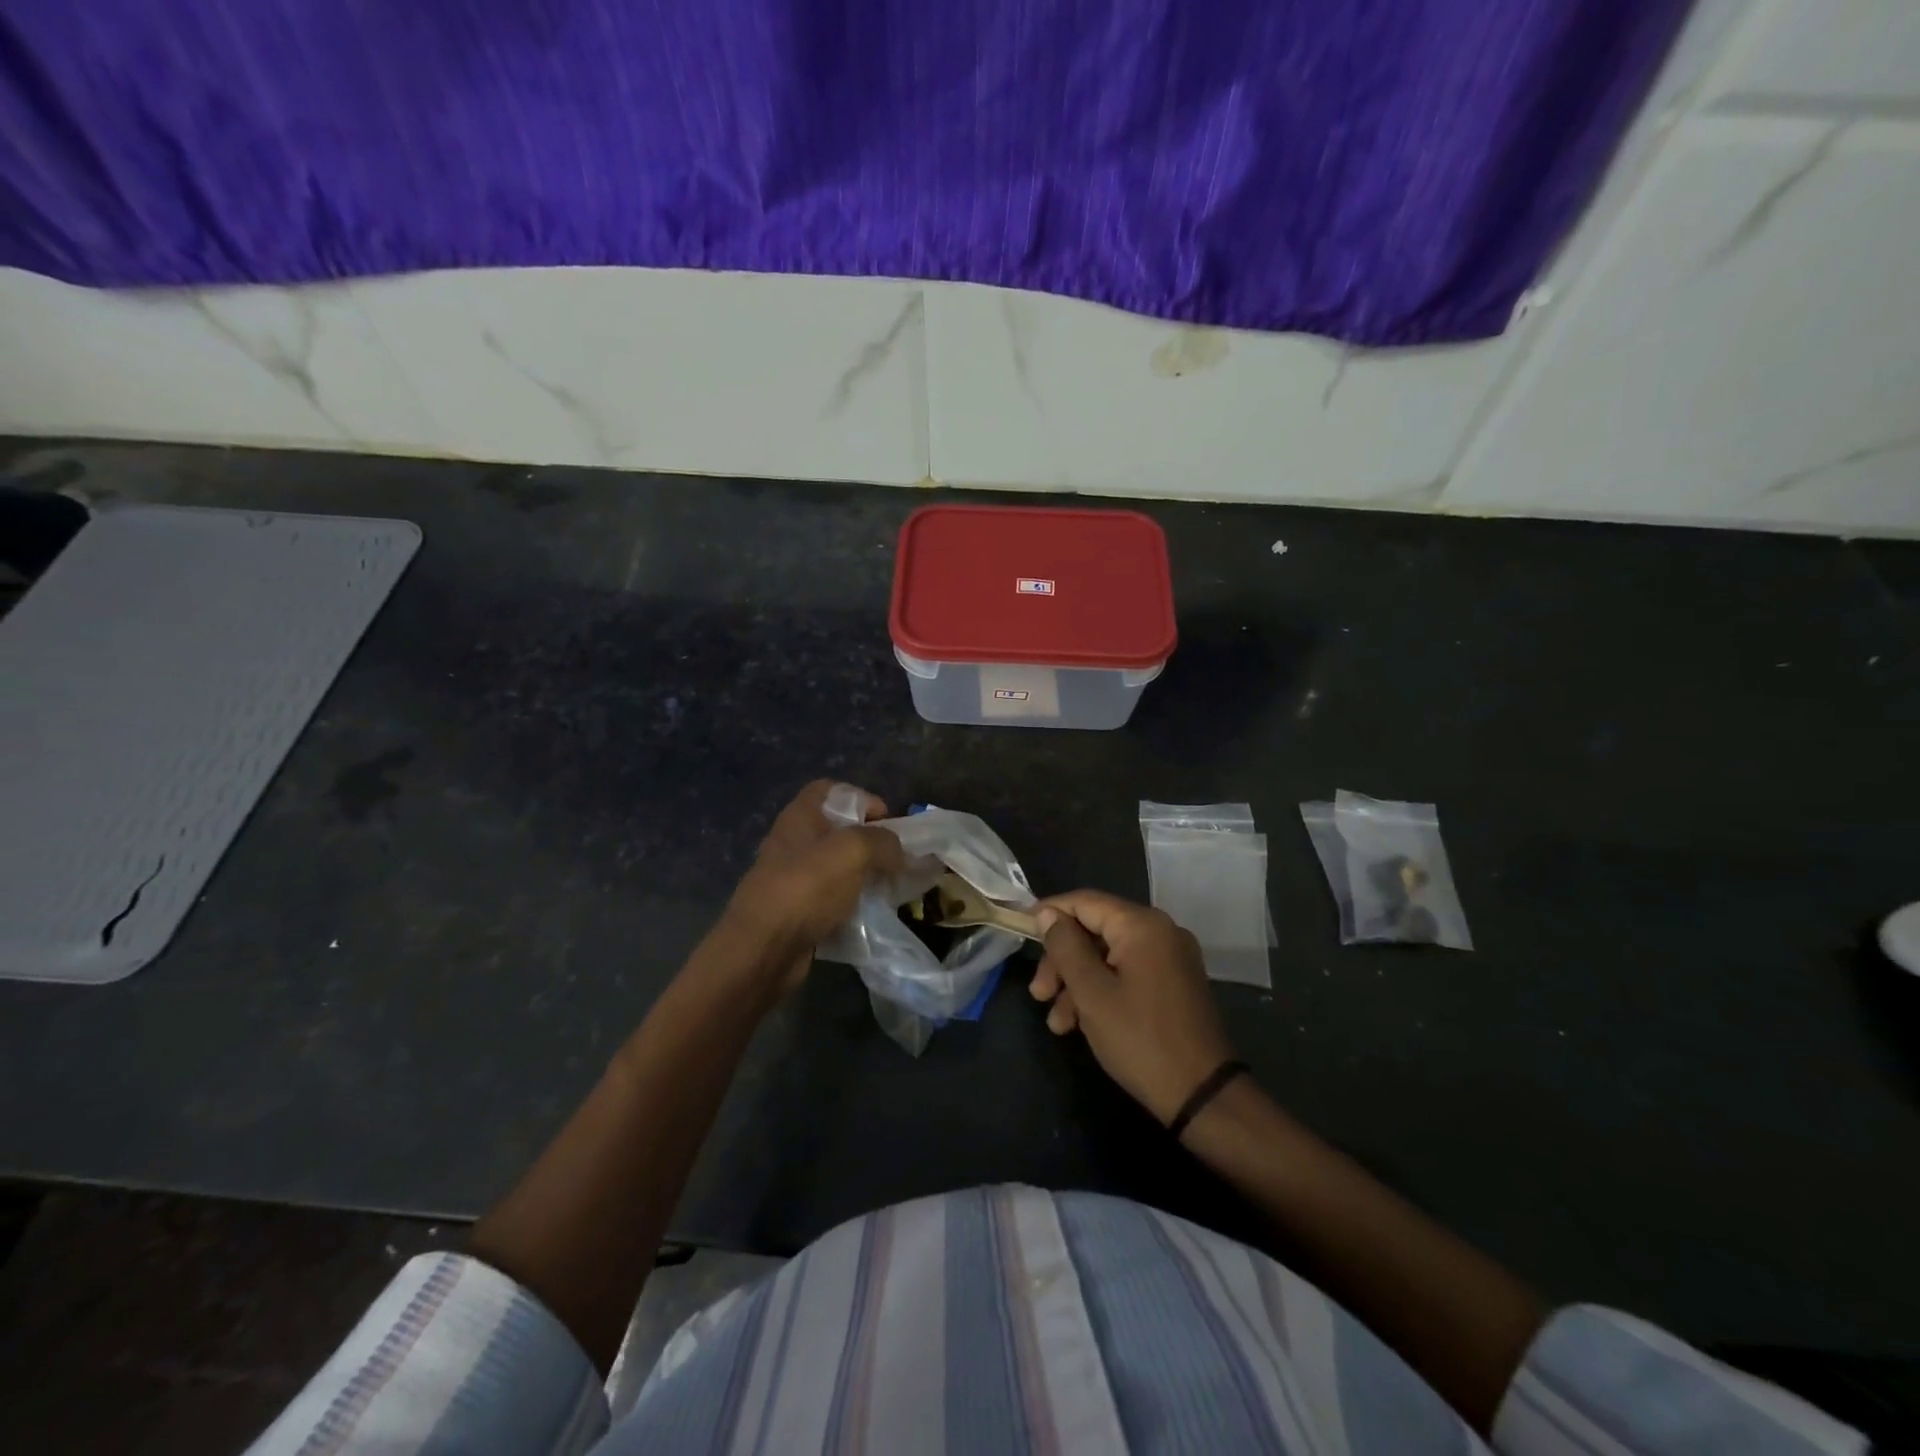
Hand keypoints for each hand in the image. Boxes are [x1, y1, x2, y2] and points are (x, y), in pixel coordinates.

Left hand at [723, 780, 903, 992]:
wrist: (763, 949)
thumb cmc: (806, 888)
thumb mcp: (853, 851)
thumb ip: (883, 842)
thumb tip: (899, 851)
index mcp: (800, 816)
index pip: (833, 789)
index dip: (863, 798)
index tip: (889, 822)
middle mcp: (794, 842)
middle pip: (839, 830)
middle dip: (871, 843)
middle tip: (896, 860)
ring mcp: (793, 879)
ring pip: (838, 868)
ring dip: (865, 877)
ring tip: (890, 890)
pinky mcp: (797, 911)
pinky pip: (832, 900)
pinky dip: (852, 906)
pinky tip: (871, 916)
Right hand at [1030, 890, 1235, 1125]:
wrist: (1202, 1096)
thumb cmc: (1140, 1039)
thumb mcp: (1091, 993)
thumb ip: (1065, 947)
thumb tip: (1047, 913)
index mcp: (1143, 926)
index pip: (1085, 902)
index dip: (1049, 913)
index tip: (1021, 931)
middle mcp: (1160, 932)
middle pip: (1095, 931)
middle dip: (1062, 961)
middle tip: (1038, 994)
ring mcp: (1170, 959)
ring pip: (1108, 957)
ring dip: (1077, 983)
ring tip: (1057, 1023)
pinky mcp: (1173, 984)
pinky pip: (1127, 974)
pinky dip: (1101, 992)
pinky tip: (1080, 1025)